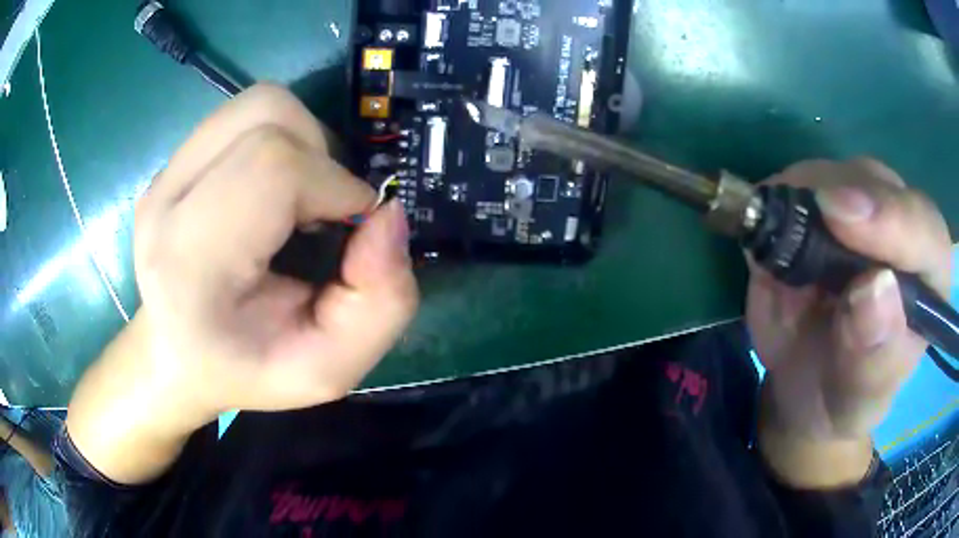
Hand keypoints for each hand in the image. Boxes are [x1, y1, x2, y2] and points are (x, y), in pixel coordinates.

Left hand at [67, 84, 418, 482]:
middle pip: (266, 116)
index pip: (272, 166)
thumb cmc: (247, 369)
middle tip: (322, 215)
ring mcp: (164, 174)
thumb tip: (388, 214)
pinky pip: (243, 116)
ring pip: (259, 104)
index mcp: (190, 263)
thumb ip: (382, 303)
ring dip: (301, 142)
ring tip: (297, 199)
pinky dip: (278, 138)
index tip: (350, 229)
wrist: (176, 355)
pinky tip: (270, 190)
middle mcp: (165, 202)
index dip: (334, 186)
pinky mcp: (172, 161)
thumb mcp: (331, 369)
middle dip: (321, 157)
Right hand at [747, 158, 951, 486]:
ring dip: (801, 201)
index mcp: (928, 274)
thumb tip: (875, 290)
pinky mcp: (816, 201)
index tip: (844, 218)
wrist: (806, 385)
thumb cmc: (845, 395)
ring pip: (831, 172)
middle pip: (875, 184)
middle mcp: (899, 224)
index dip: (891, 218)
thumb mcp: (861, 397)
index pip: (923, 228)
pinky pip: (792, 183)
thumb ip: (875, 357)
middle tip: (802, 231)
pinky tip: (773, 243)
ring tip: (785, 258)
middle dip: (840, 199)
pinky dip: (775, 204)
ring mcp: (857, 206)